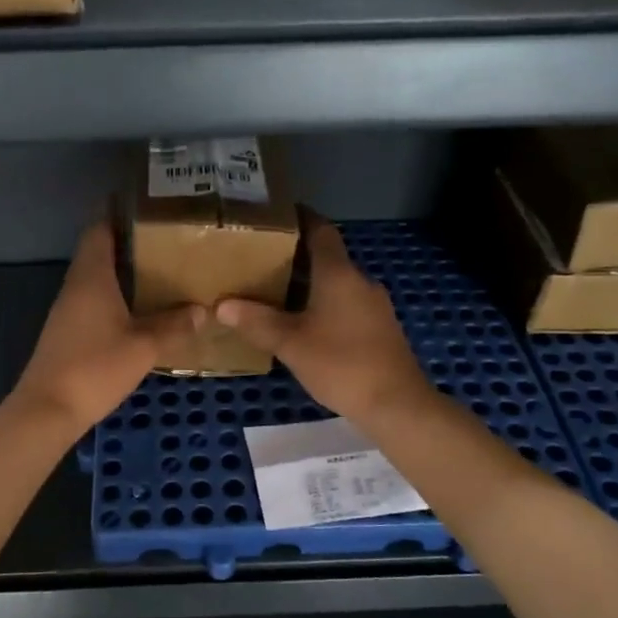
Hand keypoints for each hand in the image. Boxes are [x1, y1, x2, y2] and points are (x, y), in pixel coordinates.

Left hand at [10, 221, 199, 435]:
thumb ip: (174, 326)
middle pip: (100, 251)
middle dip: (130, 243)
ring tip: (162, 270)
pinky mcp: (69, 332)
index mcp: (91, 277)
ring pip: (98, 279)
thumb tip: (202, 310)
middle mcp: (76, 286)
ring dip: (124, 272)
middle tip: (167, 239)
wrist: (48, 409)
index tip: (146, 204)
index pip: (100, 229)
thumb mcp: (143, 346)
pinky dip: (117, 297)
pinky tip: (141, 309)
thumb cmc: (94, 368)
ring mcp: (69, 310)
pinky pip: (95, 302)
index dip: (118, 213)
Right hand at [216, 217, 432, 428]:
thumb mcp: (291, 343)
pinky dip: (323, 305)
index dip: (301, 218)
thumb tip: (221, 305)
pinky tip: (304, 324)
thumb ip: (257, 322)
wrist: (396, 403)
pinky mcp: (379, 328)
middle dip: (296, 256)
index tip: (277, 214)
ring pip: (336, 284)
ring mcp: (374, 305)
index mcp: (339, 274)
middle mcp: (359, 281)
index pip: (321, 230)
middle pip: (327, 257)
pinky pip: (346, 304)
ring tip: (275, 292)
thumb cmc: (341, 364)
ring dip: (309, 284)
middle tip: (260, 260)